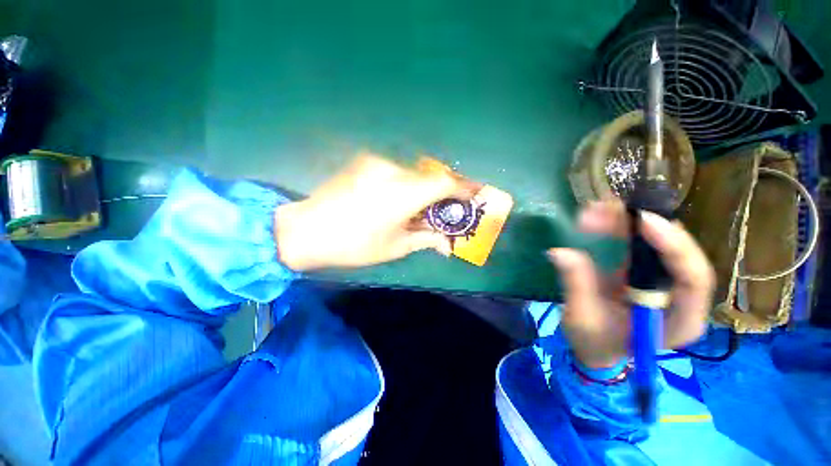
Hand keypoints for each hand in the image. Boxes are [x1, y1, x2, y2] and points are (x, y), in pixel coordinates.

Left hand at [275, 154, 476, 270]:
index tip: (473, 196)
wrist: (306, 230)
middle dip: (442, 193)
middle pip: (430, 177)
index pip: (444, 184)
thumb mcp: (395, 247)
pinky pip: (395, 171)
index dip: (463, 188)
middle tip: (444, 209)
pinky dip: (404, 184)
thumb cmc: (354, 245)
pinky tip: (394, 199)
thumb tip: (448, 245)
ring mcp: (376, 162)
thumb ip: (426, 240)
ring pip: (413, 174)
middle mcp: (392, 171)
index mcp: (402, 194)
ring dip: (422, 189)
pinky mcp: (364, 161)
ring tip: (416, 208)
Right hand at [548, 200, 714, 368]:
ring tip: (594, 211)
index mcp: (678, 321)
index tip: (643, 221)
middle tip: (608, 209)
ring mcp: (664, 282)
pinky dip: (618, 229)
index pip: (694, 279)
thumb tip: (560, 252)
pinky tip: (596, 219)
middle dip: (644, 227)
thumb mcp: (582, 318)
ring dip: (627, 223)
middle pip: (678, 253)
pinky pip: (638, 244)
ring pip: (658, 243)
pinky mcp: (645, 272)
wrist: (596, 348)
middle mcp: (679, 297)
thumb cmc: (594, 342)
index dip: (674, 246)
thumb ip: (577, 285)